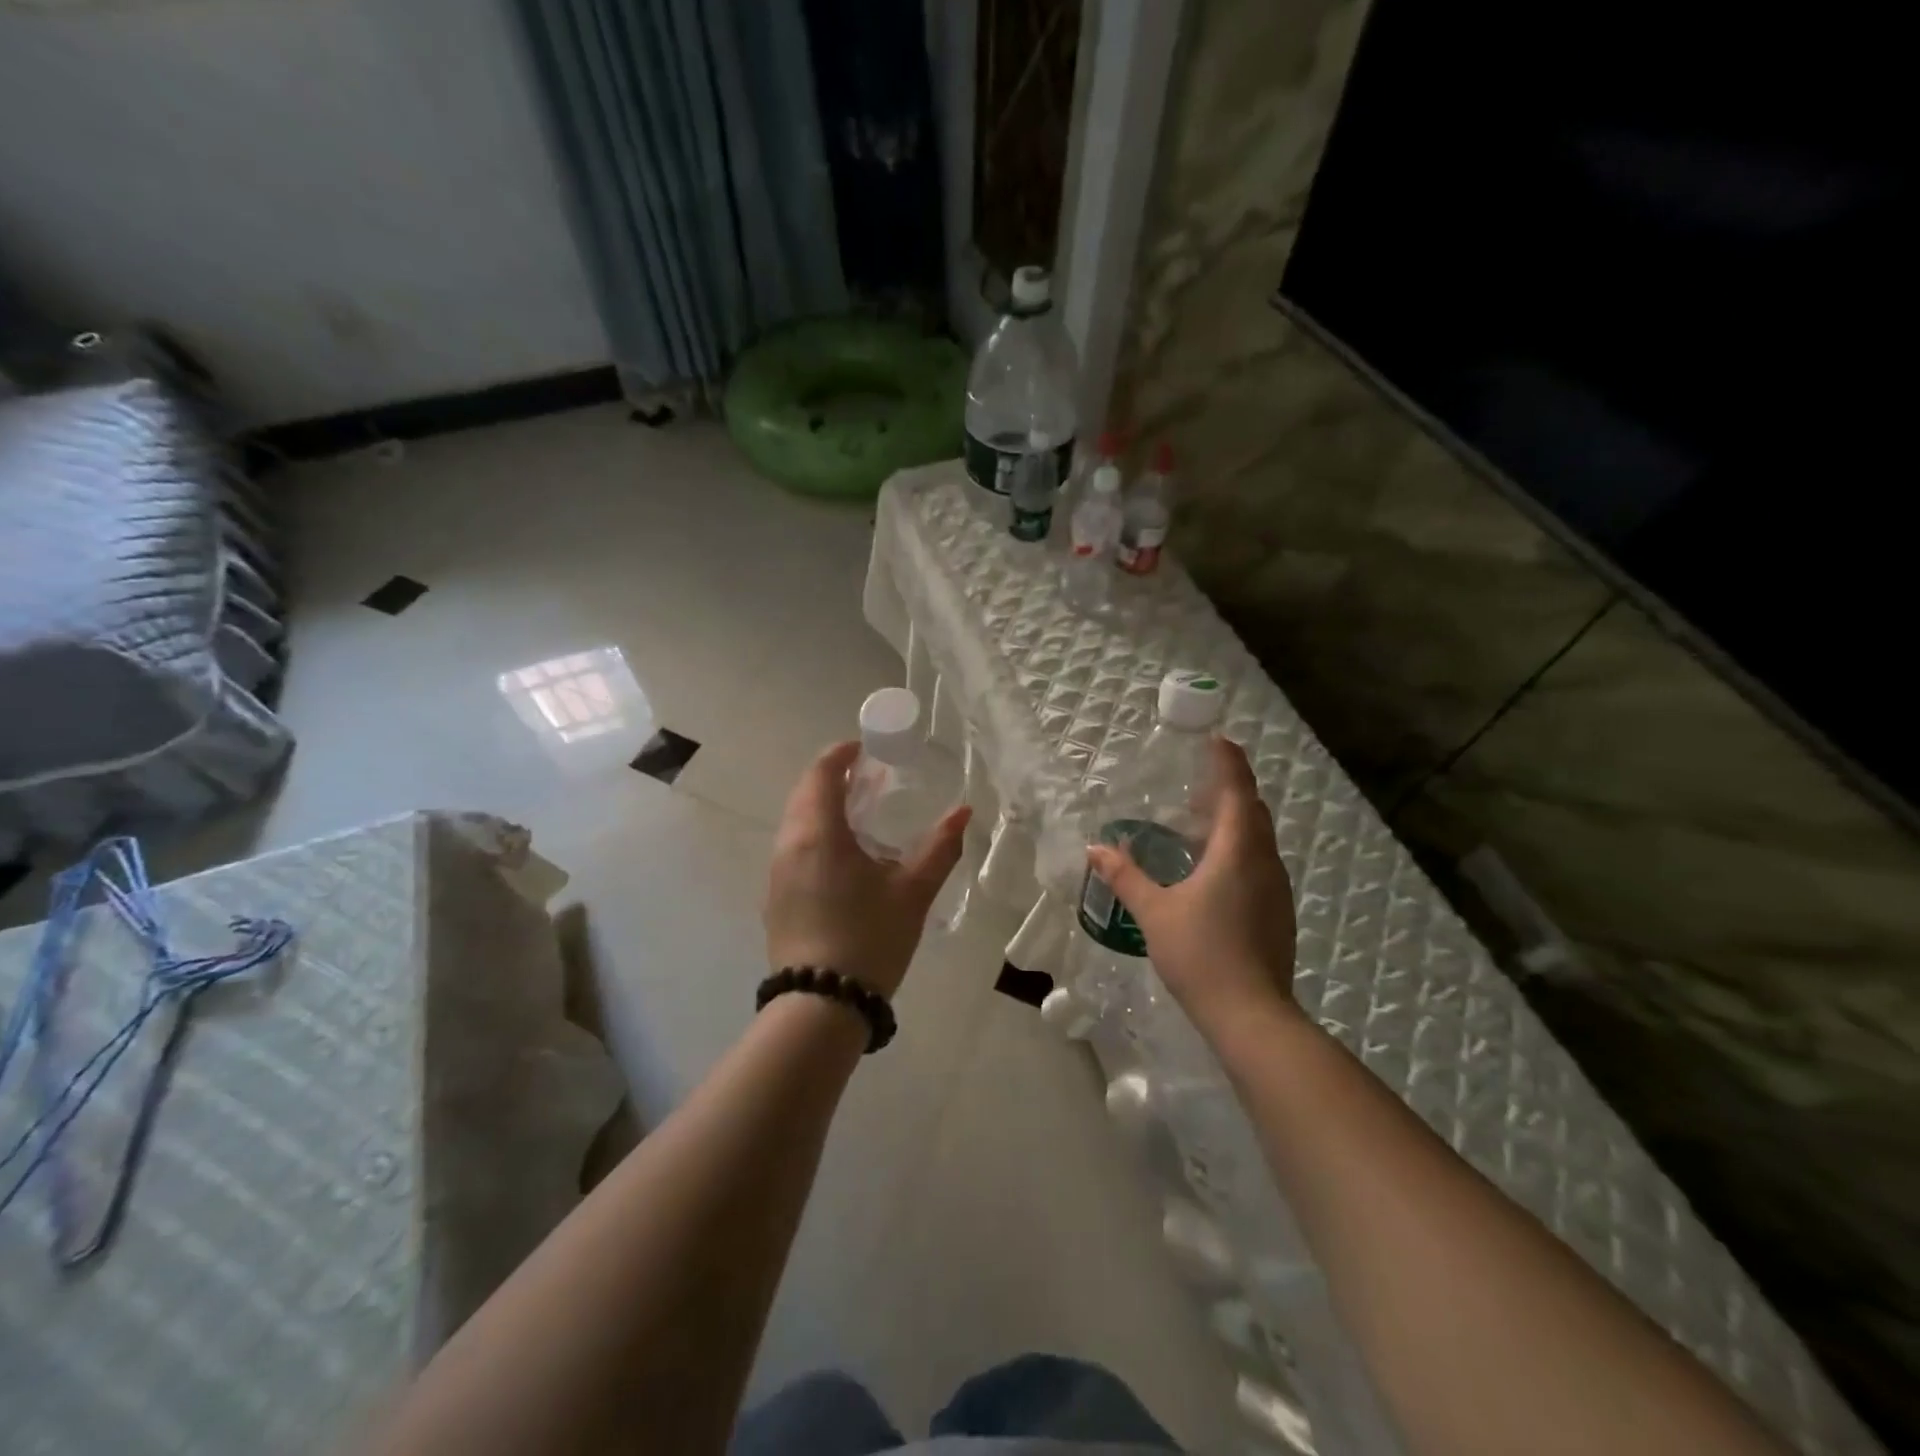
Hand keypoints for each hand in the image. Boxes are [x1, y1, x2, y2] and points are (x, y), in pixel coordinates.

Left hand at [764, 740, 971, 999]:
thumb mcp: (913, 891)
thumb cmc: (870, 938)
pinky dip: (816, 834)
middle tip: (870, 778)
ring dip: (824, 807)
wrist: (821, 1005)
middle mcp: (789, 845)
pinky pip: (794, 847)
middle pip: (804, 793)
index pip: (821, 773)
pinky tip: (844, 856)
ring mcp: (776, 873)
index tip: (867, 748)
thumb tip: (964, 812)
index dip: (841, 754)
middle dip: (834, 778)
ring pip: (796, 822)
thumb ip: (940, 847)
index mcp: (818, 833)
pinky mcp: (776, 898)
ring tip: (861, 814)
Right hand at [1085, 737, 1298, 1034]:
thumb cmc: (1201, 953)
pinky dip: (1239, 850)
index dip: (1229, 763)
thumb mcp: (1154, 912)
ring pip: (1259, 839)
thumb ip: (1125, 876)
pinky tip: (1212, 870)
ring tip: (1201, 823)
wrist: (1251, 1014)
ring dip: (1236, 822)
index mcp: (1237, 852)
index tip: (1218, 740)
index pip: (1237, 792)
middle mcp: (1264, 862)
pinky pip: (1260, 863)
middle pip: (1253, 812)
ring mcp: (1276, 889)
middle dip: (1231, 790)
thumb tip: (1096, 848)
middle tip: (1198, 784)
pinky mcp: (1278, 912)